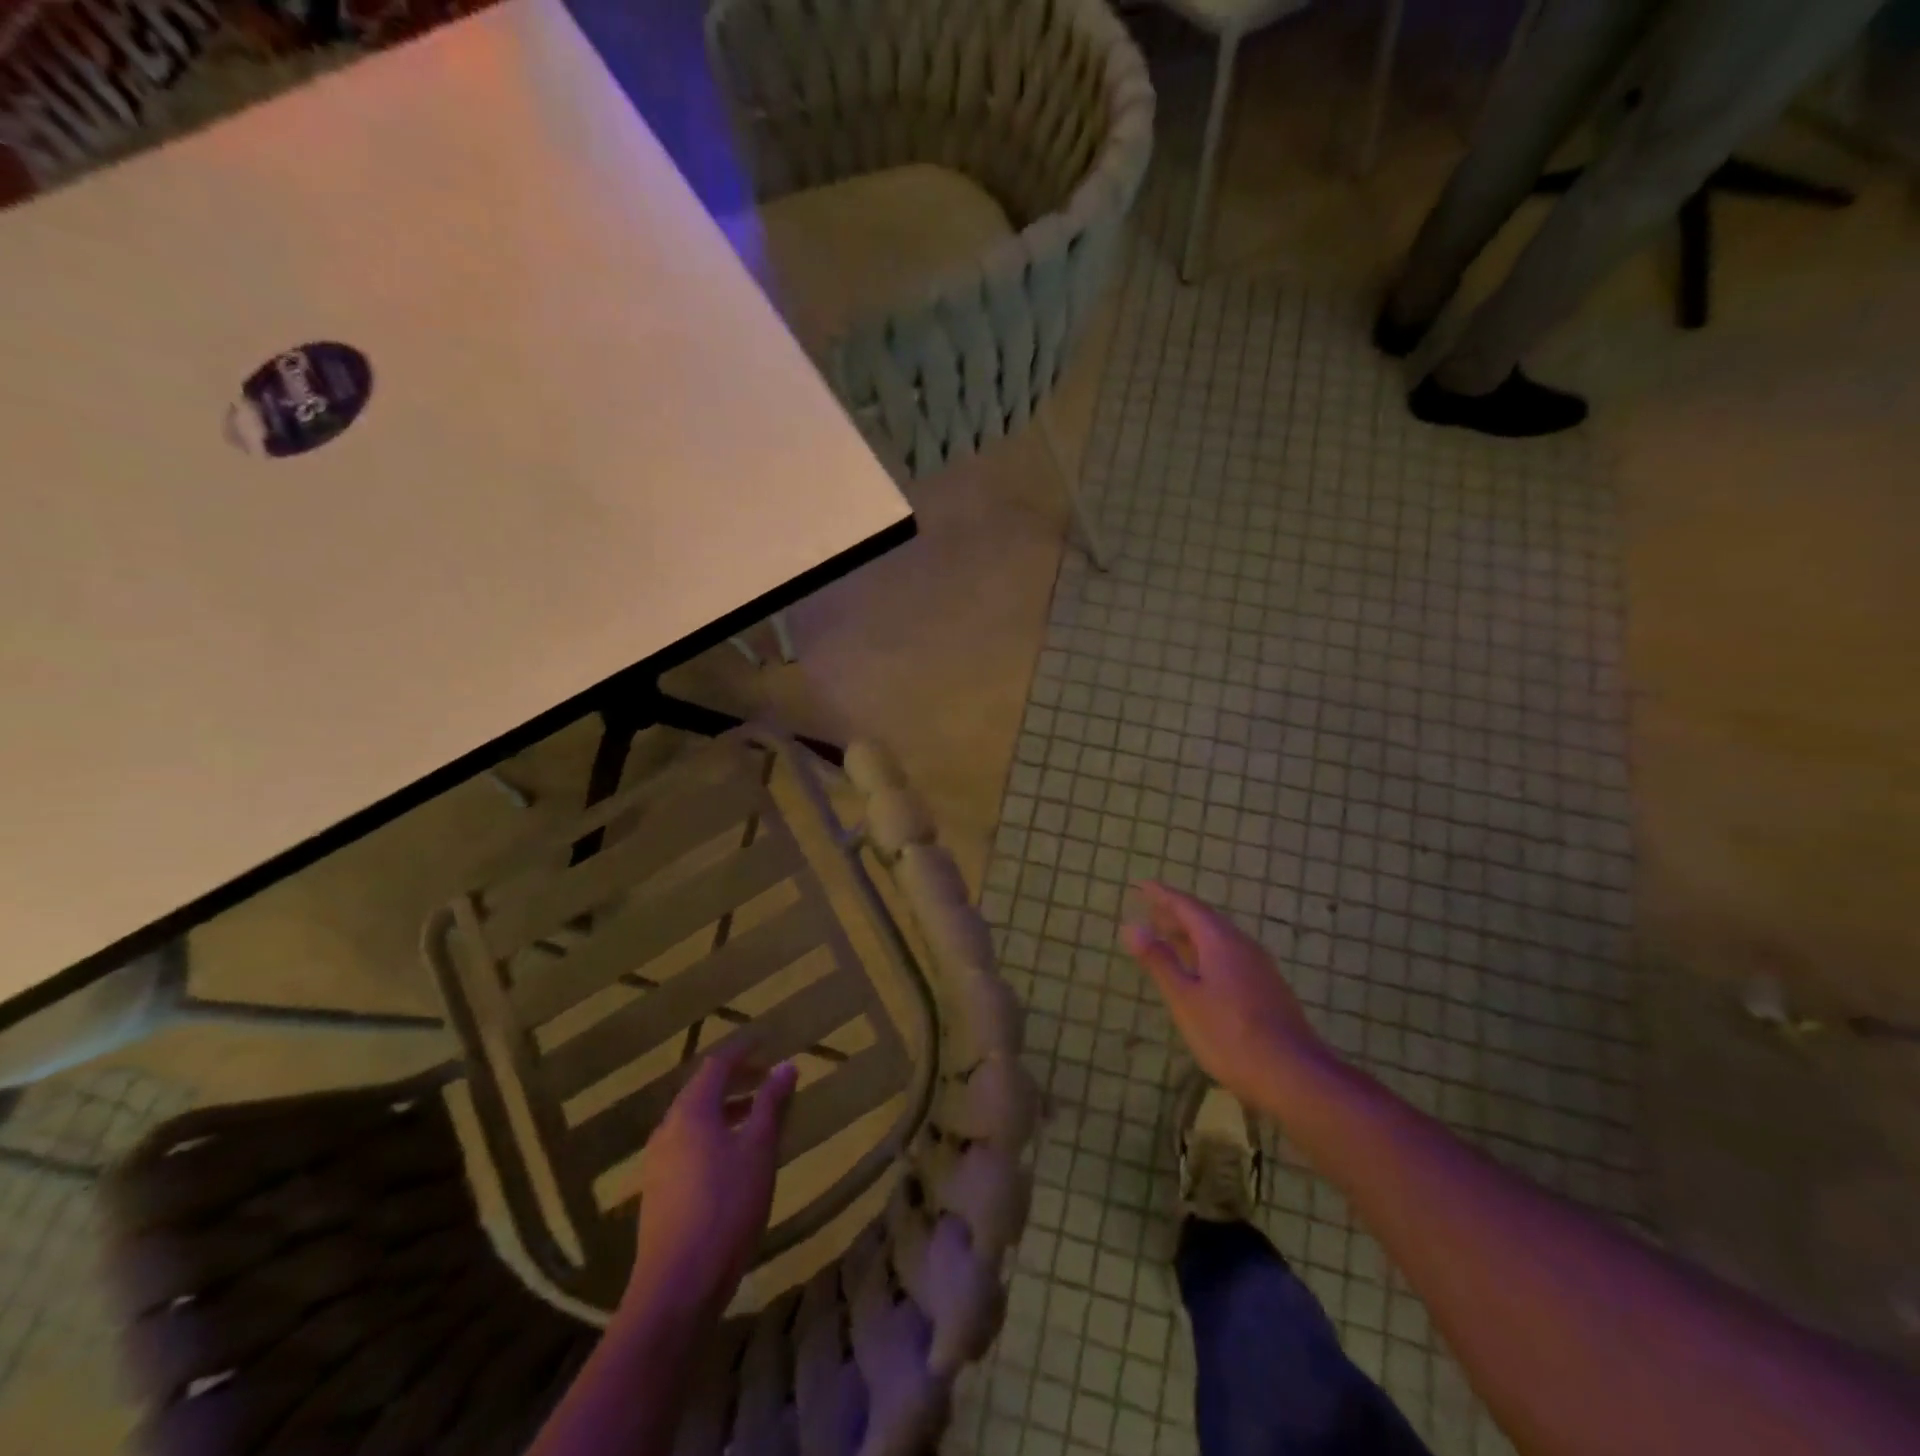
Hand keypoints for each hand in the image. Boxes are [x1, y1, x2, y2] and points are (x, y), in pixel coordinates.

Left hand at [625, 1040, 797, 1324]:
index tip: (765, 1041)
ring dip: (725, 1109)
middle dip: (735, 1080)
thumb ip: (770, 1104)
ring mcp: (657, 1162)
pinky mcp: (657, 1191)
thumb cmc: (726, 1207)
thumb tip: (786, 1066)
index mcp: (691, 1112)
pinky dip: (713, 1134)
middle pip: (702, 1091)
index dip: (742, 1051)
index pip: (716, 1065)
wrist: (677, 1287)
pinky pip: (687, 1144)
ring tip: (756, 1115)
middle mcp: (668, 1129)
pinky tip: (733, 1156)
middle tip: (766, 1077)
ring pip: (694, 1120)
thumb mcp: (758, 1150)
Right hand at [1123, 881, 1332, 1108]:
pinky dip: (1207, 953)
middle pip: (1206, 920)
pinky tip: (1202, 972)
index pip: (1188, 907)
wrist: (1294, 1075)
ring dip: (1192, 935)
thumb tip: (1131, 926)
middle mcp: (1243, 946)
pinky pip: (1231, 956)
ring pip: (1220, 939)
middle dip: (1177, 914)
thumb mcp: (1185, 999)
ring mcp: (1260, 968)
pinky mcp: (1268, 989)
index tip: (1143, 886)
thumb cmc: (1229, 1034)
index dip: (1163, 896)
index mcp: (1220, 941)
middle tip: (1151, 912)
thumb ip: (1159, 961)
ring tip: (1170, 939)